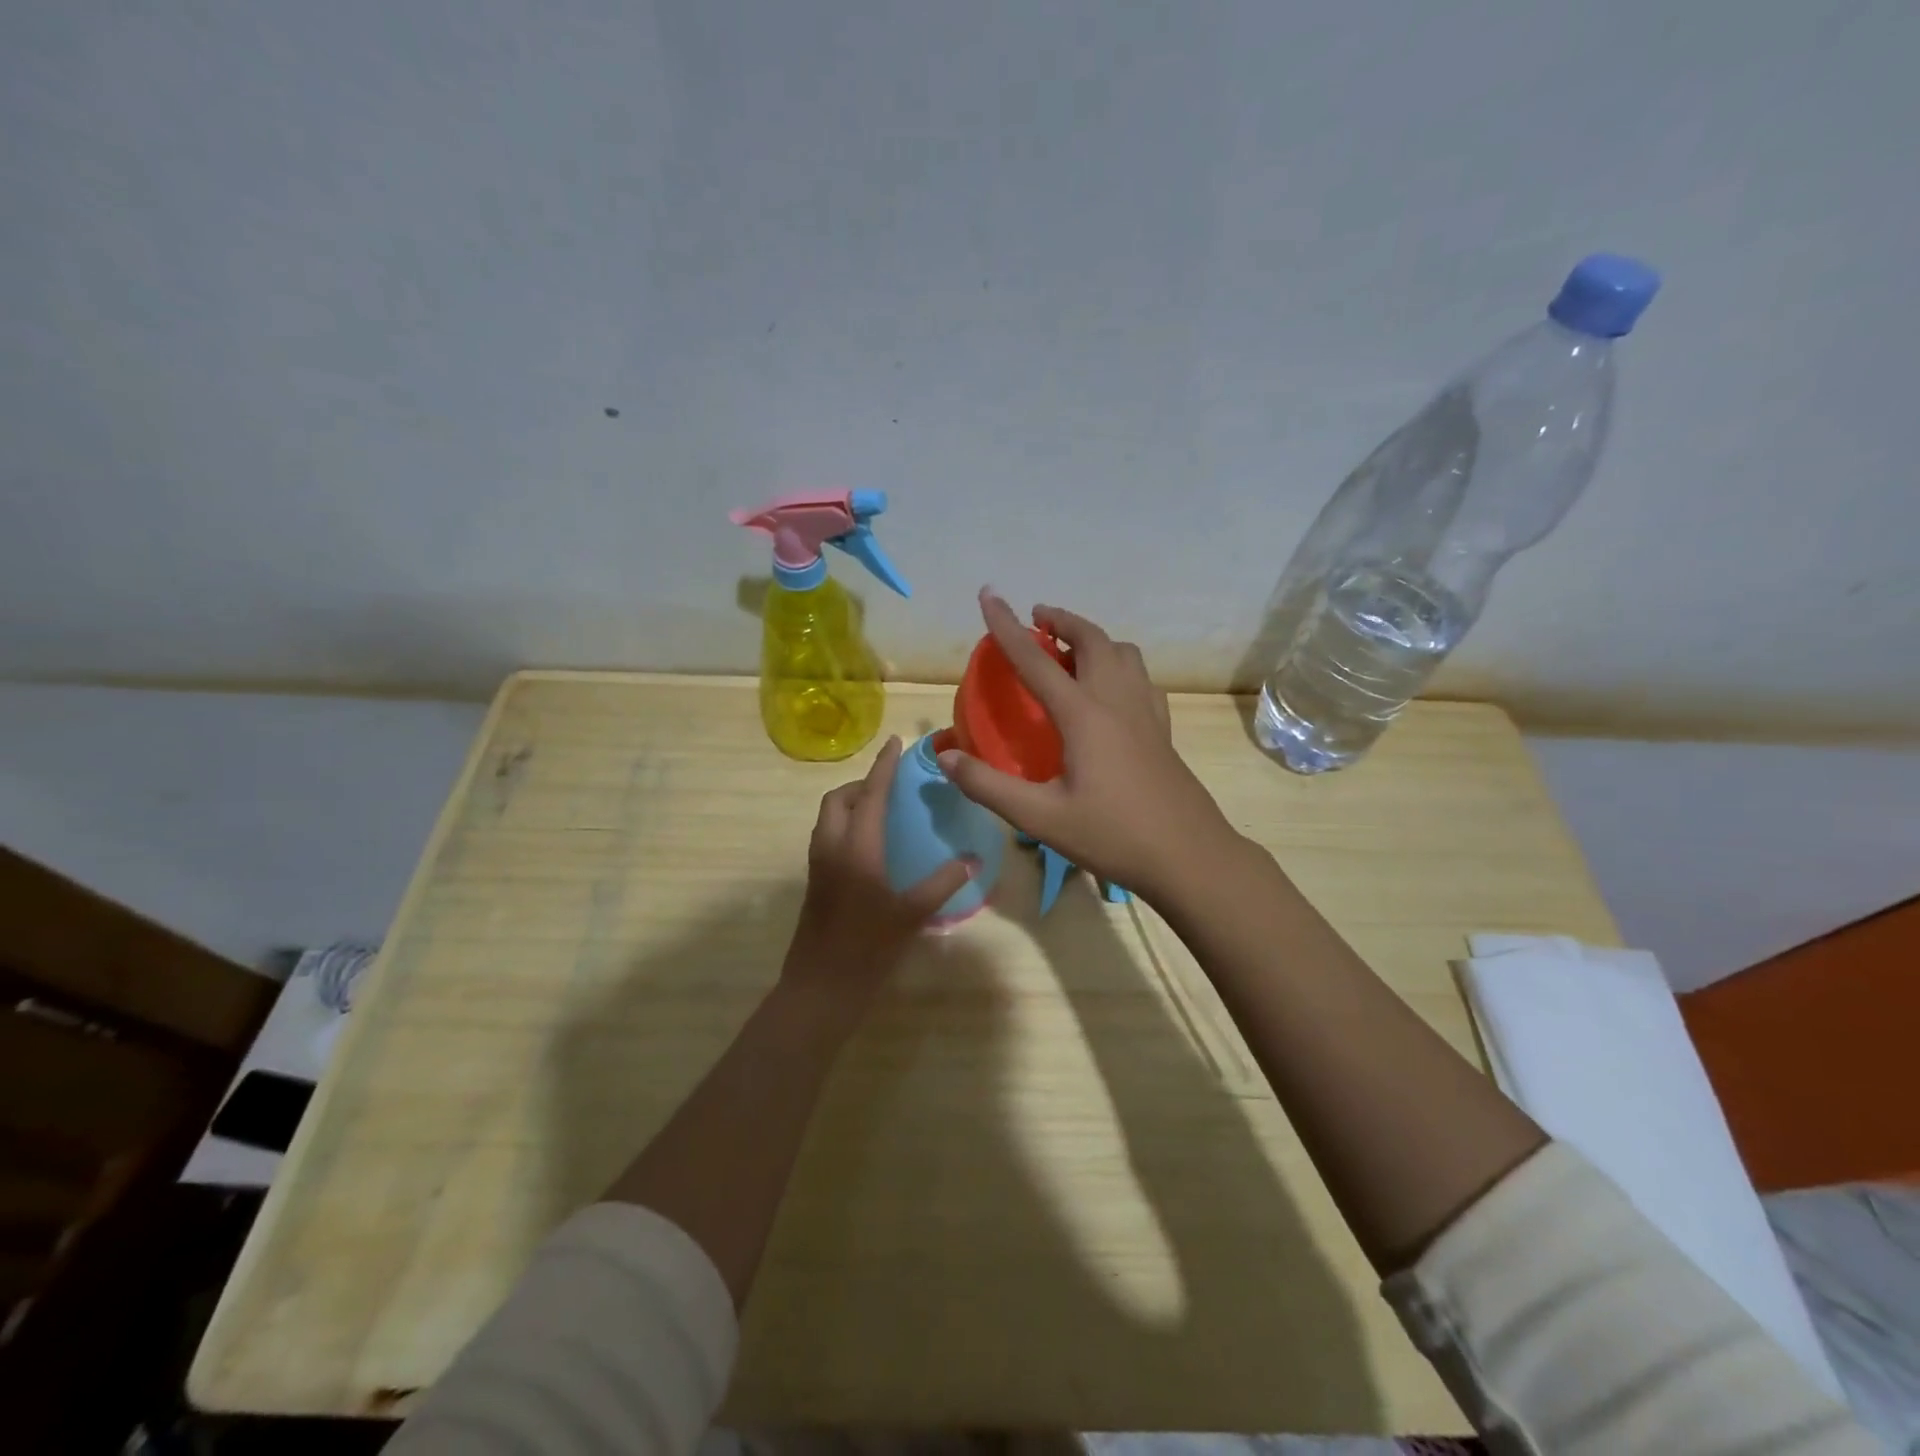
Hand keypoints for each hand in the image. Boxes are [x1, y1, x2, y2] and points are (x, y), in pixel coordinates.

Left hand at [779, 735, 972, 1028]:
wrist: (820, 988)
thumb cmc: (868, 949)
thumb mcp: (911, 914)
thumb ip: (942, 883)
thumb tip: (972, 860)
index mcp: (856, 848)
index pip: (871, 794)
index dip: (884, 766)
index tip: (895, 742)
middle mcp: (832, 847)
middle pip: (839, 799)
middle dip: (863, 784)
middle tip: (891, 788)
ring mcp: (819, 865)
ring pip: (829, 817)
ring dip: (852, 804)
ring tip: (883, 812)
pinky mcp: (816, 881)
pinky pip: (828, 835)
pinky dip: (846, 824)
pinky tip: (872, 846)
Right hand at [937, 589, 1239, 902]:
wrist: (1188, 856)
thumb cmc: (1112, 835)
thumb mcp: (1041, 817)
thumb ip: (988, 786)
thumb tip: (944, 757)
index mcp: (1083, 714)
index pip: (1035, 660)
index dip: (1006, 626)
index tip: (989, 594)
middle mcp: (1117, 700)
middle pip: (1091, 640)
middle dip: (1062, 620)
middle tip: (1037, 619)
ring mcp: (1146, 712)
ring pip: (1123, 653)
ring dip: (1094, 639)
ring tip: (1070, 650)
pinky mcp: (1162, 729)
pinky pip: (1140, 677)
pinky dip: (1119, 665)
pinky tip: (1110, 691)